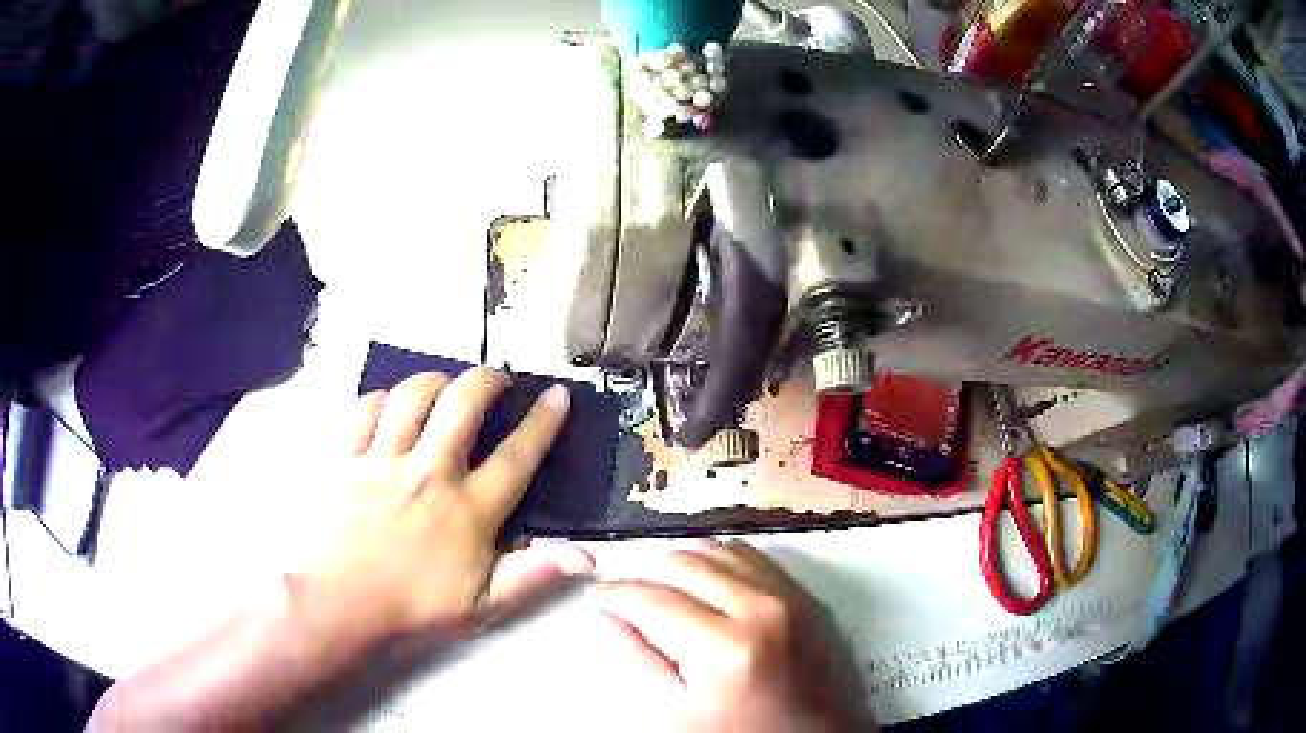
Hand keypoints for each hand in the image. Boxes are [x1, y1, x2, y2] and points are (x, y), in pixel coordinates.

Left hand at [300, 369, 592, 646]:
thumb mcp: (482, 606)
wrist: (341, 605)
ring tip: (445, 385)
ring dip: (436, 380)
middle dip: (486, 379)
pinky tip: (390, 406)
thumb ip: (532, 576)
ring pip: (412, 395)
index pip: (516, 456)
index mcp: (468, 511)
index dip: (542, 421)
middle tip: (496, 378)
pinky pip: (366, 409)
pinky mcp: (347, 459)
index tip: (556, 394)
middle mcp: (429, 474)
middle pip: (462, 404)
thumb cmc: (414, 608)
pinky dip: (382, 399)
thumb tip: (585, 555)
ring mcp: (383, 461)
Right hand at [599, 540, 868, 731]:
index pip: (654, 600)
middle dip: (646, 574)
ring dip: (682, 563)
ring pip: (718, 550)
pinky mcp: (806, 595)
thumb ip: (639, 660)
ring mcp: (789, 597)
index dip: (617, 594)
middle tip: (628, 596)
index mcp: (725, 648)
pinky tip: (704, 580)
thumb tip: (609, 616)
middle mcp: (761, 609)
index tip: (599, 596)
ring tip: (662, 588)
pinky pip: (752, 557)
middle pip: (685, 564)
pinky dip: (719, 560)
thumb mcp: (677, 714)